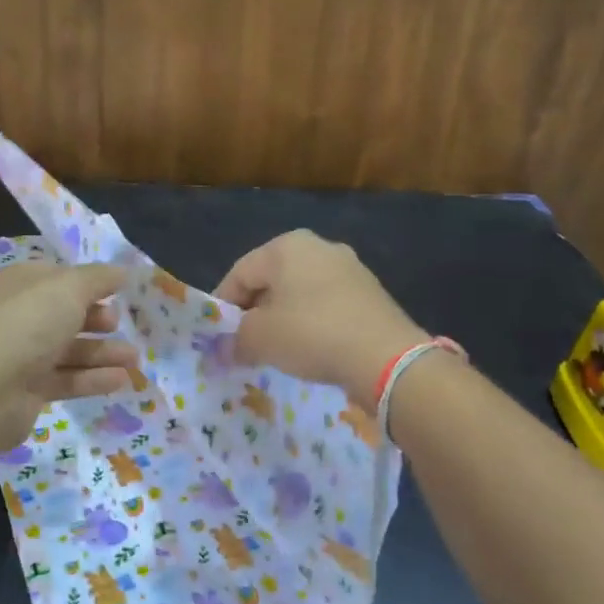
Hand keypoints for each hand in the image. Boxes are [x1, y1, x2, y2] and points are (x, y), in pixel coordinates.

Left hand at [0, 262, 137, 450]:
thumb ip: (100, 278)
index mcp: (24, 284)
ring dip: (103, 352)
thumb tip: (124, 272)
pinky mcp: (30, 389)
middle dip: (98, 319)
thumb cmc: (30, 323)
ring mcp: (24, 354)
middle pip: (67, 315)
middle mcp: (22, 316)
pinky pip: (68, 379)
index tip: (120, 290)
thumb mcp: (71, 288)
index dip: (90, 282)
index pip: (61, 278)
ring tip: (134, 358)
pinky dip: (94, 378)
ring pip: (71, 350)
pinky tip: (121, 379)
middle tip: (121, 324)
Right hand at [215, 230, 426, 402]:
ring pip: (300, 293)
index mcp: (286, 246)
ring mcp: (350, 268)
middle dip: (254, 312)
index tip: (217, 336)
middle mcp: (319, 246)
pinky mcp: (371, 293)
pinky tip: (311, 349)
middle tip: (245, 344)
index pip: (239, 273)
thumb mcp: (259, 339)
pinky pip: (327, 306)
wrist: (386, 357)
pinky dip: (312, 324)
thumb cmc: (311, 334)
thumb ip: (234, 340)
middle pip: (271, 280)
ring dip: (284, 319)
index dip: (223, 306)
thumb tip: (224, 350)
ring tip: (277, 350)